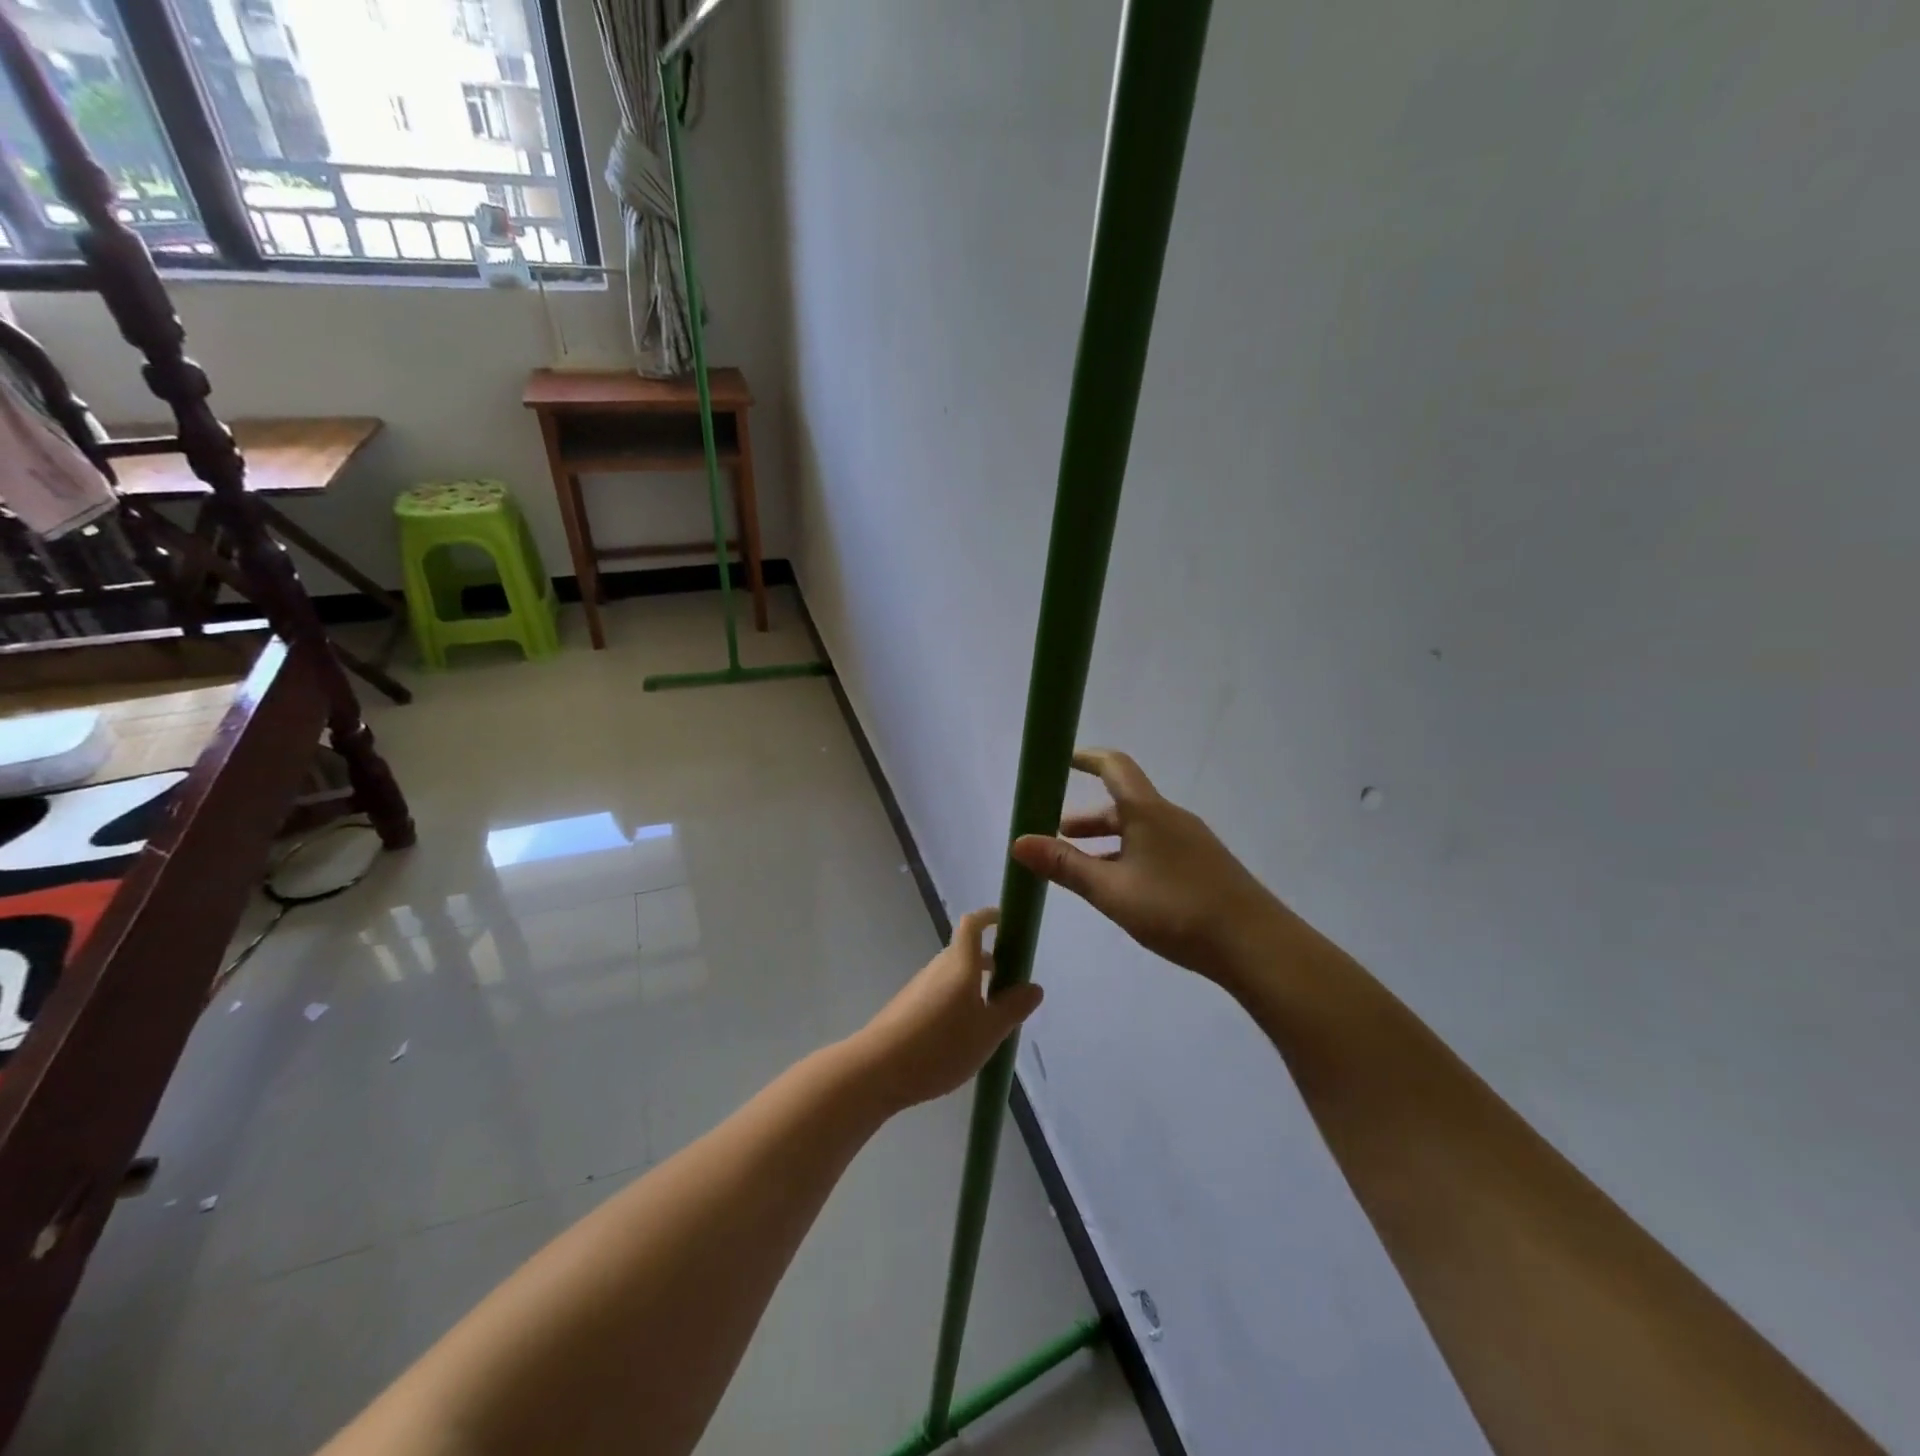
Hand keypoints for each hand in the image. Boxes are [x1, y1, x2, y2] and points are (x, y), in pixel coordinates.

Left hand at [852, 909, 1042, 1110]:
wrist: (879, 1068)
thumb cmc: (941, 1045)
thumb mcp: (988, 1031)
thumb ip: (1013, 1008)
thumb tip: (1034, 986)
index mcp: (960, 964)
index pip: (973, 925)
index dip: (989, 917)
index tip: (1005, 922)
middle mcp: (938, 967)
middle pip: (965, 952)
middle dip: (989, 962)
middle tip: (1010, 986)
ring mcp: (919, 987)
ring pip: (952, 975)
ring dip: (973, 985)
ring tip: (990, 1018)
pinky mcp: (907, 1007)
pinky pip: (939, 994)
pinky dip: (956, 1002)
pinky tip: (961, 1036)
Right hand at [1010, 749, 1289, 986]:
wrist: (1256, 945)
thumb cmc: (1177, 910)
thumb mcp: (1111, 891)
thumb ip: (1065, 866)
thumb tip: (1018, 841)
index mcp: (1148, 812)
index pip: (1115, 767)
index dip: (1087, 758)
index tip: (1063, 760)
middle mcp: (1171, 818)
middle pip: (1123, 804)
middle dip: (1087, 819)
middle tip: (1057, 837)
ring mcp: (1192, 842)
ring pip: (1139, 830)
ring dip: (1107, 842)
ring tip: (1082, 869)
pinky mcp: (1204, 866)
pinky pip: (1156, 848)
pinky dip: (1129, 856)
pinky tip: (1123, 890)